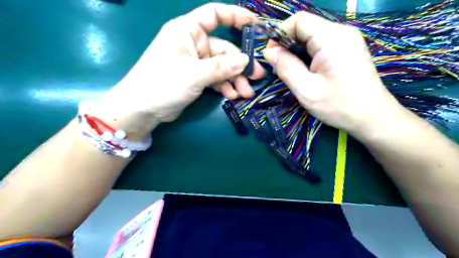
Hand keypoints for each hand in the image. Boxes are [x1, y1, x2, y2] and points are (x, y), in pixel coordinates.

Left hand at [91, 4, 263, 136]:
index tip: (255, 24)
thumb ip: (221, 67)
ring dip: (235, 79)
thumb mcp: (194, 74)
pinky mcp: (195, 78)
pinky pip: (215, 78)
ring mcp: (195, 62)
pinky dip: (224, 86)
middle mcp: (193, 43)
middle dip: (240, 65)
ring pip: (222, 67)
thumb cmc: (162, 84)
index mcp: (187, 31)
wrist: (142, 109)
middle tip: (256, 77)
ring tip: (246, 93)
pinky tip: (232, 95)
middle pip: (224, 49)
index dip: (235, 16)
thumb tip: (246, 61)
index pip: (214, 14)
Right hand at [264, 12, 402, 138]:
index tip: (271, 55)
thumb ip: (286, 67)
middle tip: (279, 67)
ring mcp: (345, 40)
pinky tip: (305, 71)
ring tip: (292, 72)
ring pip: (311, 36)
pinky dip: (307, 55)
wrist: (371, 117)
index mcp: (332, 38)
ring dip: (296, 51)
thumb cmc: (339, 105)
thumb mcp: (306, 90)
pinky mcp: (346, 49)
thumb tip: (268, 51)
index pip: (298, 20)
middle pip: (305, 27)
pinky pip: (320, 44)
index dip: (280, 34)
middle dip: (287, 44)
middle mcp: (341, 32)